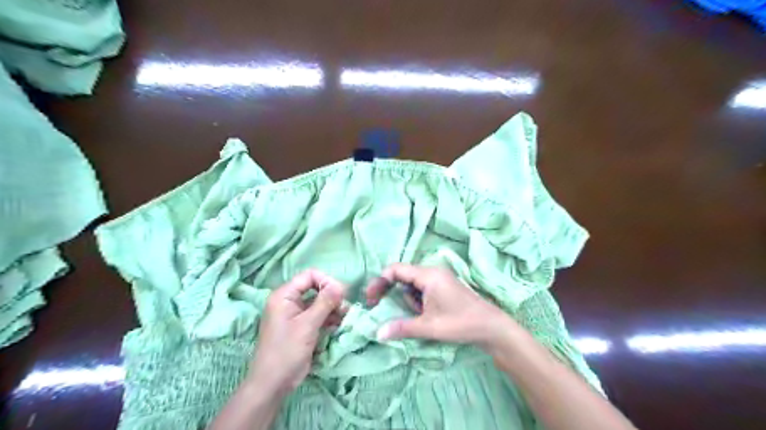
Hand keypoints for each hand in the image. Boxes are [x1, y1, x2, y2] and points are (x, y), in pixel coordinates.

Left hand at [249, 270, 346, 394]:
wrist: (272, 384)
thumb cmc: (287, 351)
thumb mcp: (308, 325)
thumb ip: (325, 302)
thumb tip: (341, 285)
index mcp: (284, 295)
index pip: (309, 276)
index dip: (326, 281)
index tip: (341, 294)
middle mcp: (289, 301)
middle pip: (315, 288)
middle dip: (332, 296)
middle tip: (345, 308)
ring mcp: (295, 315)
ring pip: (319, 303)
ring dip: (333, 308)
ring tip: (345, 317)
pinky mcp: (301, 327)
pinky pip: (318, 315)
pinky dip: (329, 318)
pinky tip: (339, 325)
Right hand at [364, 262, 513, 348]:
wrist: (491, 327)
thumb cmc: (461, 323)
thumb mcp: (429, 327)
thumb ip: (402, 327)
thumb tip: (378, 333)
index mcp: (428, 275)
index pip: (396, 269)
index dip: (380, 281)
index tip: (370, 298)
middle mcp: (433, 272)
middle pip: (402, 275)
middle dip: (389, 290)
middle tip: (377, 306)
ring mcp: (439, 279)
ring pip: (412, 284)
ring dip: (406, 299)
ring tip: (414, 316)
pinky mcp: (443, 287)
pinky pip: (422, 289)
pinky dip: (416, 300)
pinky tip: (423, 314)